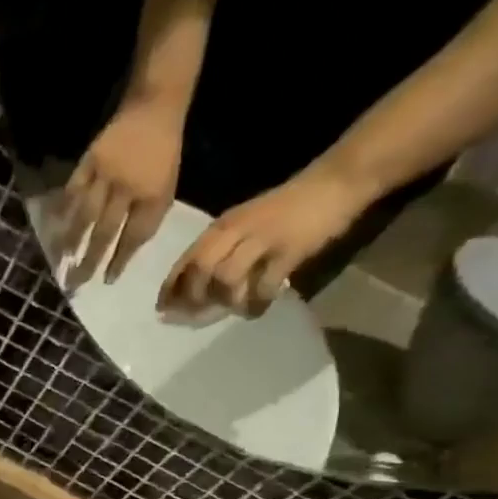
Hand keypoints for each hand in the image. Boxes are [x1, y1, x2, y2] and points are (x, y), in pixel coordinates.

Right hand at [54, 89, 188, 287]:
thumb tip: (125, 250)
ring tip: (61, 261)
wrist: (155, 105)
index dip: (120, 260)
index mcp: (151, 195)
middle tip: (76, 283)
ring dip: (72, 240)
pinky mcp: (90, 160)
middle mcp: (127, 187)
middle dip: (90, 260)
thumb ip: (148, 218)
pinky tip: (53, 225)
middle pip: (105, 231)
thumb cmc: (163, 152)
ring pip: (86, 214)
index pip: (133, 236)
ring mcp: (106, 173)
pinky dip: (63, 209)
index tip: (107, 281)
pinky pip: (73, 189)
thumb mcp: (166, 187)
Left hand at [158, 158, 375, 316]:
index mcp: (222, 226)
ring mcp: (263, 240)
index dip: (170, 287)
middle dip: (192, 298)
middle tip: (195, 316)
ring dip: (224, 300)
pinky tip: (257, 309)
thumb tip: (196, 287)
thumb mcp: (244, 223)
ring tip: (233, 308)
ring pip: (226, 278)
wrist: (335, 182)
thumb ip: (222, 249)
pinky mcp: (289, 251)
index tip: (162, 309)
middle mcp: (236, 231)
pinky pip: (264, 285)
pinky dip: (256, 303)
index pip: (186, 259)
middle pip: (200, 271)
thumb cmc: (286, 208)